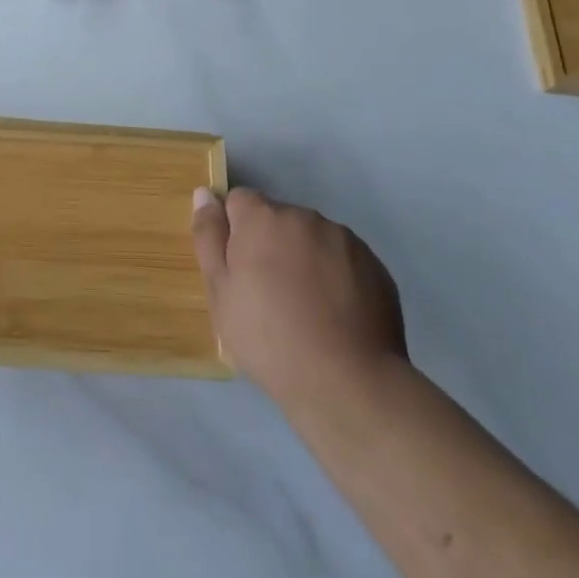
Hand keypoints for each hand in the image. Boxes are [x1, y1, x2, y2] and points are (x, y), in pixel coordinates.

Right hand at [191, 186, 405, 412]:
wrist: (347, 383)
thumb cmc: (269, 338)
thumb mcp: (220, 292)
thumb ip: (209, 236)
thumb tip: (204, 194)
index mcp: (263, 218)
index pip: (240, 201)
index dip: (235, 231)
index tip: (239, 269)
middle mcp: (305, 217)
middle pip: (278, 219)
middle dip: (271, 245)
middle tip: (270, 295)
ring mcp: (344, 239)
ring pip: (312, 238)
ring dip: (304, 258)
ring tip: (307, 309)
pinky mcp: (375, 265)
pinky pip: (343, 260)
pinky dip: (335, 276)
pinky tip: (335, 316)